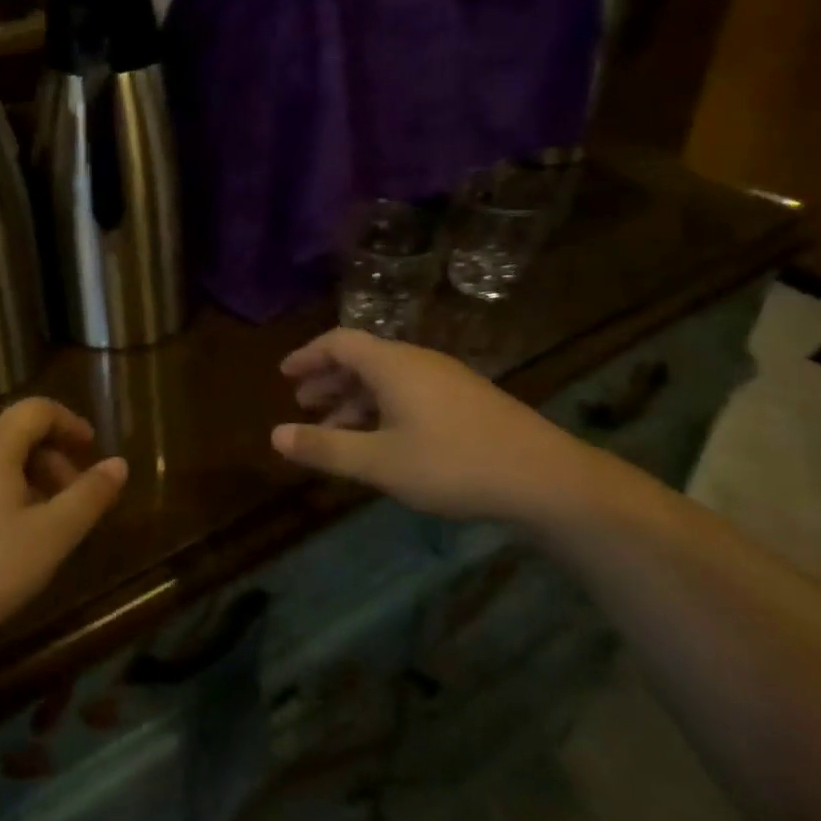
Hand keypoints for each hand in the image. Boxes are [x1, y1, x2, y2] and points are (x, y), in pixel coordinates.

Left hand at [0, 398, 125, 662]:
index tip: (91, 450)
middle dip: (50, 458)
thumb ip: (88, 496)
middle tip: (70, 499)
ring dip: (22, 478)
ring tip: (37, 524)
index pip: (38, 409)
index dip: (70, 423)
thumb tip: (119, 464)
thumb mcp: (50, 537)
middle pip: (13, 433)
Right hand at [271, 328, 607, 524]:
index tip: (284, 374)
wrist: (545, 478)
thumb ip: (325, 447)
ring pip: (387, 378)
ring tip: (334, 428)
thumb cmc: (452, 463)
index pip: (339, 342)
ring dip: (355, 398)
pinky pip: (408, 392)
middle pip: (362, 358)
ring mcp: (446, 379)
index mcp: (392, 364)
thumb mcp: (379, 461)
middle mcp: (417, 361)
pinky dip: (382, 408)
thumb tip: (275, 435)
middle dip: (328, 379)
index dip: (308, 355)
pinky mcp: (466, 400)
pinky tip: (381, 440)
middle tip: (302, 402)